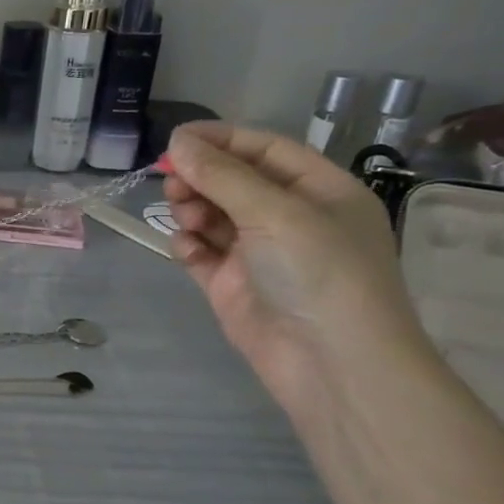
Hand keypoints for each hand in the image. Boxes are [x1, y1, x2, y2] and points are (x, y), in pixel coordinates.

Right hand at [164, 123, 431, 406]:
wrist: (331, 364)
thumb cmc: (319, 274)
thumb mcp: (275, 213)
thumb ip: (222, 175)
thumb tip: (178, 140)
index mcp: (319, 191)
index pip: (265, 149)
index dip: (221, 140)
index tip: (176, 139)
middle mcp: (290, 217)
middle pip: (232, 180)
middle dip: (200, 177)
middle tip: (172, 182)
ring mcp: (258, 252)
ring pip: (211, 213)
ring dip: (191, 208)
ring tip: (186, 218)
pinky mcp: (231, 282)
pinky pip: (200, 250)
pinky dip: (187, 243)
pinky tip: (187, 248)